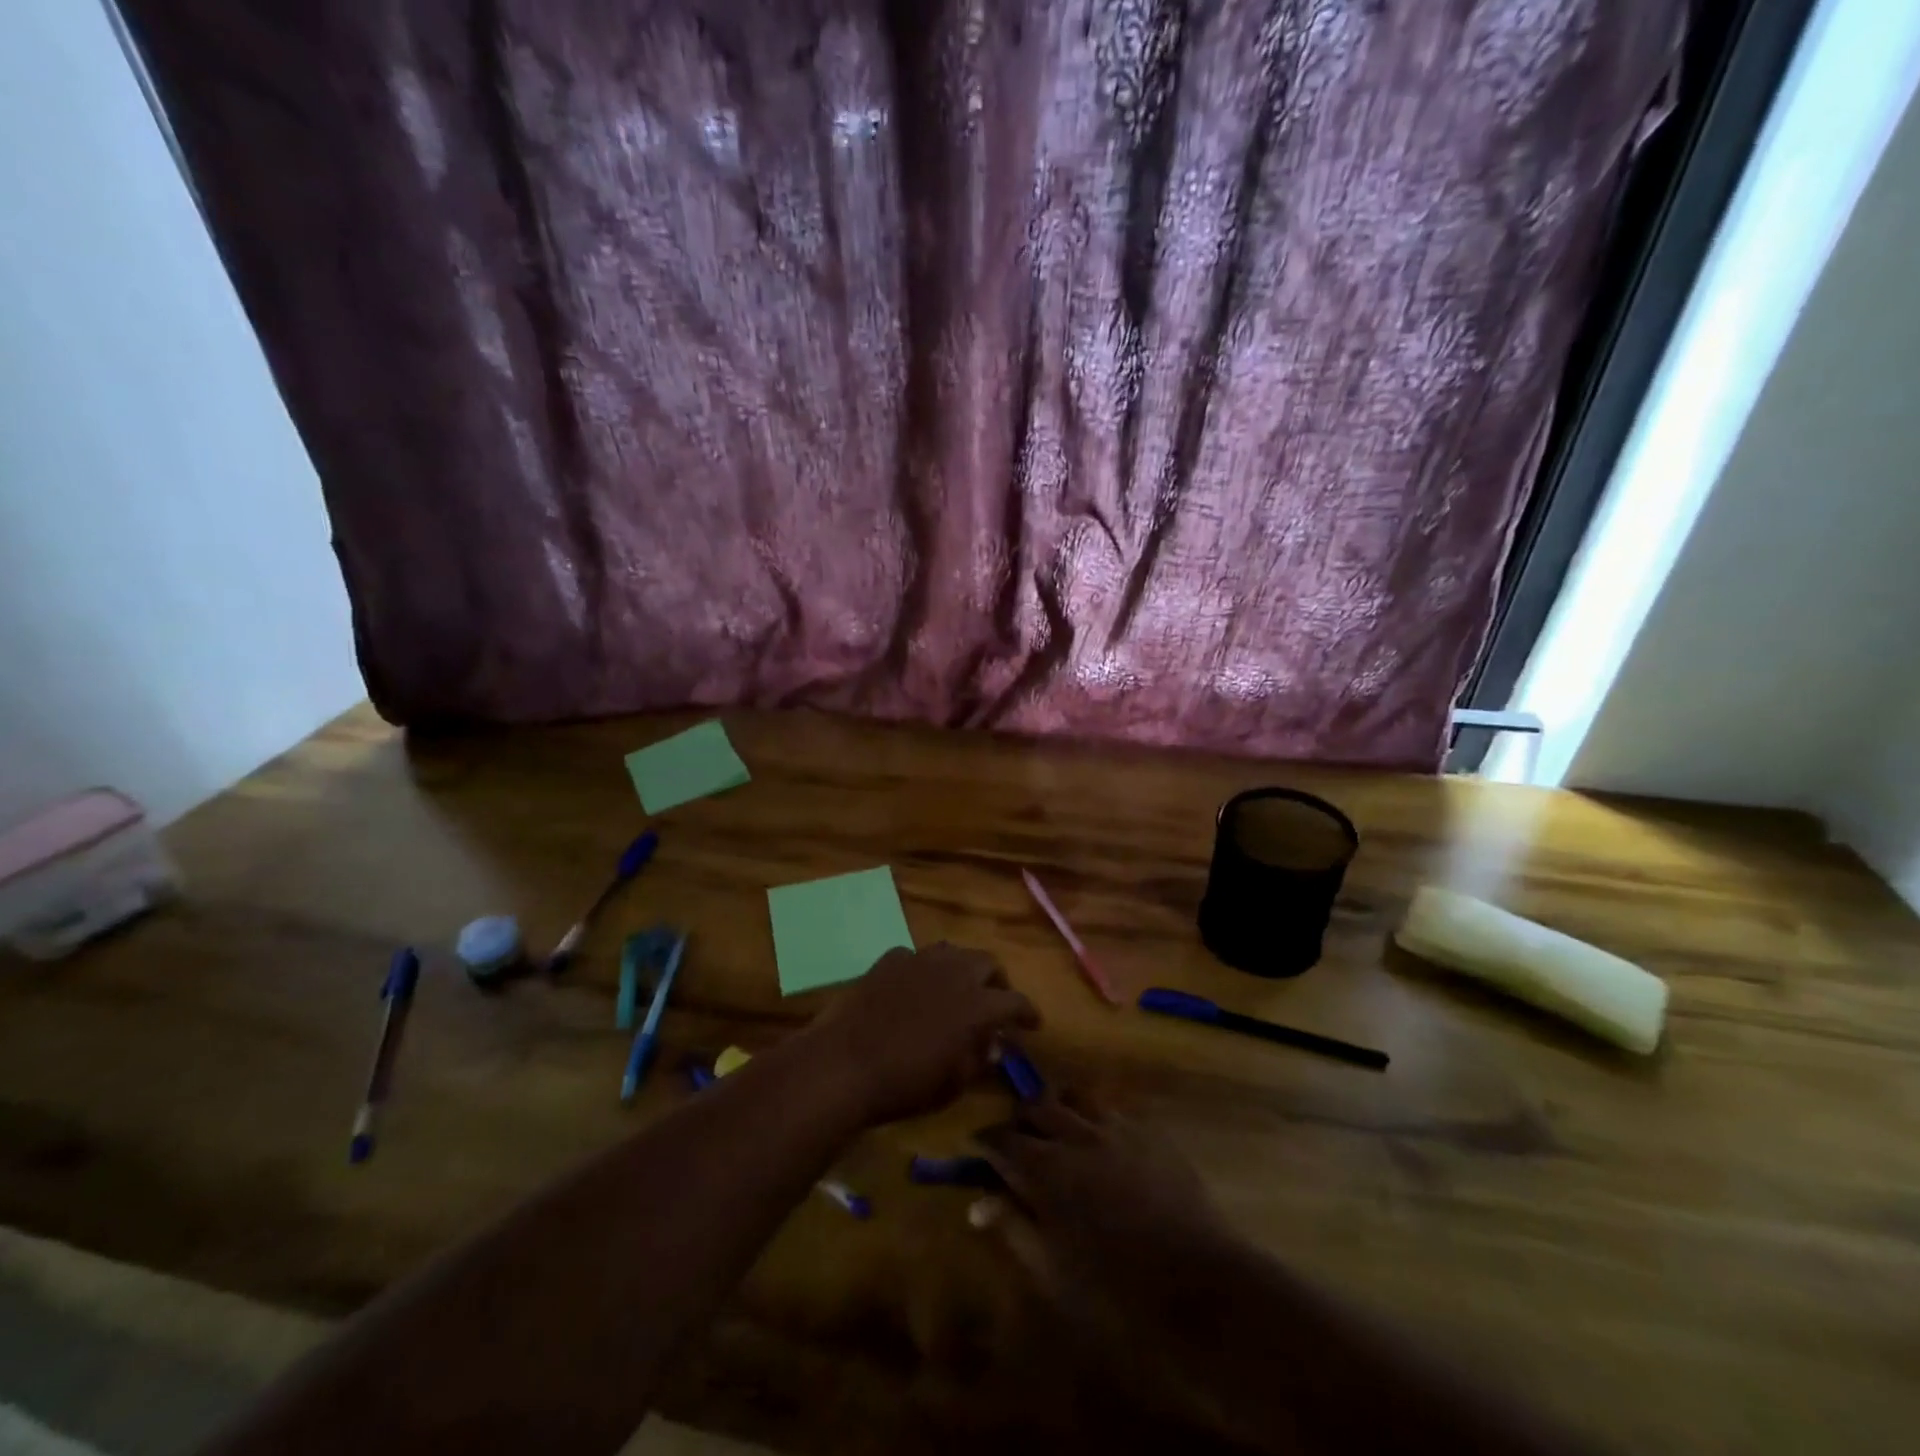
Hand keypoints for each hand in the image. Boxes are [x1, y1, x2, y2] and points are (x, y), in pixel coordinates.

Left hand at [800, 943, 1038, 1125]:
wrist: (845, 1063)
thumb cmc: (906, 1083)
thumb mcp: (953, 1084)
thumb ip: (978, 1059)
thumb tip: (991, 1045)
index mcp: (978, 1004)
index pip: (1016, 1001)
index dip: (1028, 1012)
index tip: (1033, 1024)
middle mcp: (954, 972)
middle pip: (987, 962)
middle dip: (996, 981)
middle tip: (993, 1001)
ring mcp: (919, 960)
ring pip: (952, 951)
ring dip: (961, 968)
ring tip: (956, 988)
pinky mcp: (889, 960)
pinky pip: (914, 957)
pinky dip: (922, 970)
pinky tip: (914, 987)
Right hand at [973, 1095, 1247, 1417]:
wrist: (1201, 1287)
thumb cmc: (1117, 1293)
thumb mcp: (1053, 1272)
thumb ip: (1014, 1227)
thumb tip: (979, 1203)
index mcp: (1046, 1168)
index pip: (1001, 1139)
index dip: (984, 1142)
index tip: (976, 1150)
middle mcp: (1077, 1134)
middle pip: (1036, 1105)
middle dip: (1020, 1119)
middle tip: (1018, 1142)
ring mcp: (1118, 1128)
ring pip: (1077, 1096)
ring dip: (1061, 1108)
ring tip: (1061, 1132)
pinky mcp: (1151, 1133)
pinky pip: (1115, 1111)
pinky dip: (1098, 1120)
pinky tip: (1104, 1145)